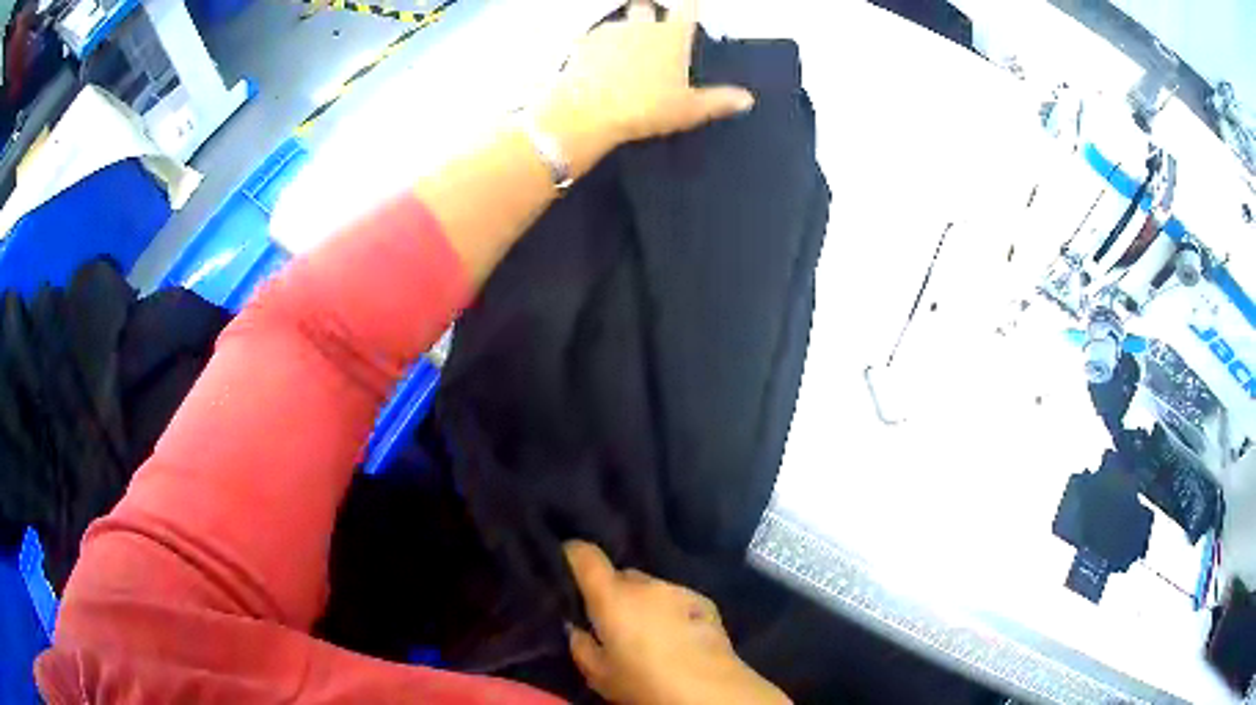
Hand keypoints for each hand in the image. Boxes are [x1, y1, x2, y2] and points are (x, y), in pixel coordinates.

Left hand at [535, 0, 754, 173]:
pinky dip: (597, 48)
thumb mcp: (688, 110)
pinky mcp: (582, 43)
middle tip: (649, 34)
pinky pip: (593, 39)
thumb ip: (719, 100)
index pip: (687, 8)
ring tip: (621, 57)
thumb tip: (747, 99)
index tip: (690, 5)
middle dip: (648, 15)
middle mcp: (642, 25)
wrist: (588, 113)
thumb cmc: (645, 108)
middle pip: (646, 7)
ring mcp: (609, 31)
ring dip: (622, 33)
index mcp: (672, 36)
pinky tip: (597, 67)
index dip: (689, 6)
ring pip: (619, 23)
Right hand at [564, 541, 789, 704]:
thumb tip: (576, 627)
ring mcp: (679, 589)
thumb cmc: (644, 682)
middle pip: (621, 576)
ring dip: (644, 603)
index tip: (566, 563)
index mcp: (612, 596)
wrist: (709, 689)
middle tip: (610, 621)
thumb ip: (580, 644)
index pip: (585, 556)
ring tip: (647, 632)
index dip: (572, 555)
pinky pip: (675, 599)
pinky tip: (675, 635)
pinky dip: (669, 610)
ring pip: (650, 589)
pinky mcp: (705, 601)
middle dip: (613, 593)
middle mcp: (646, 584)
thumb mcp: (598, 673)